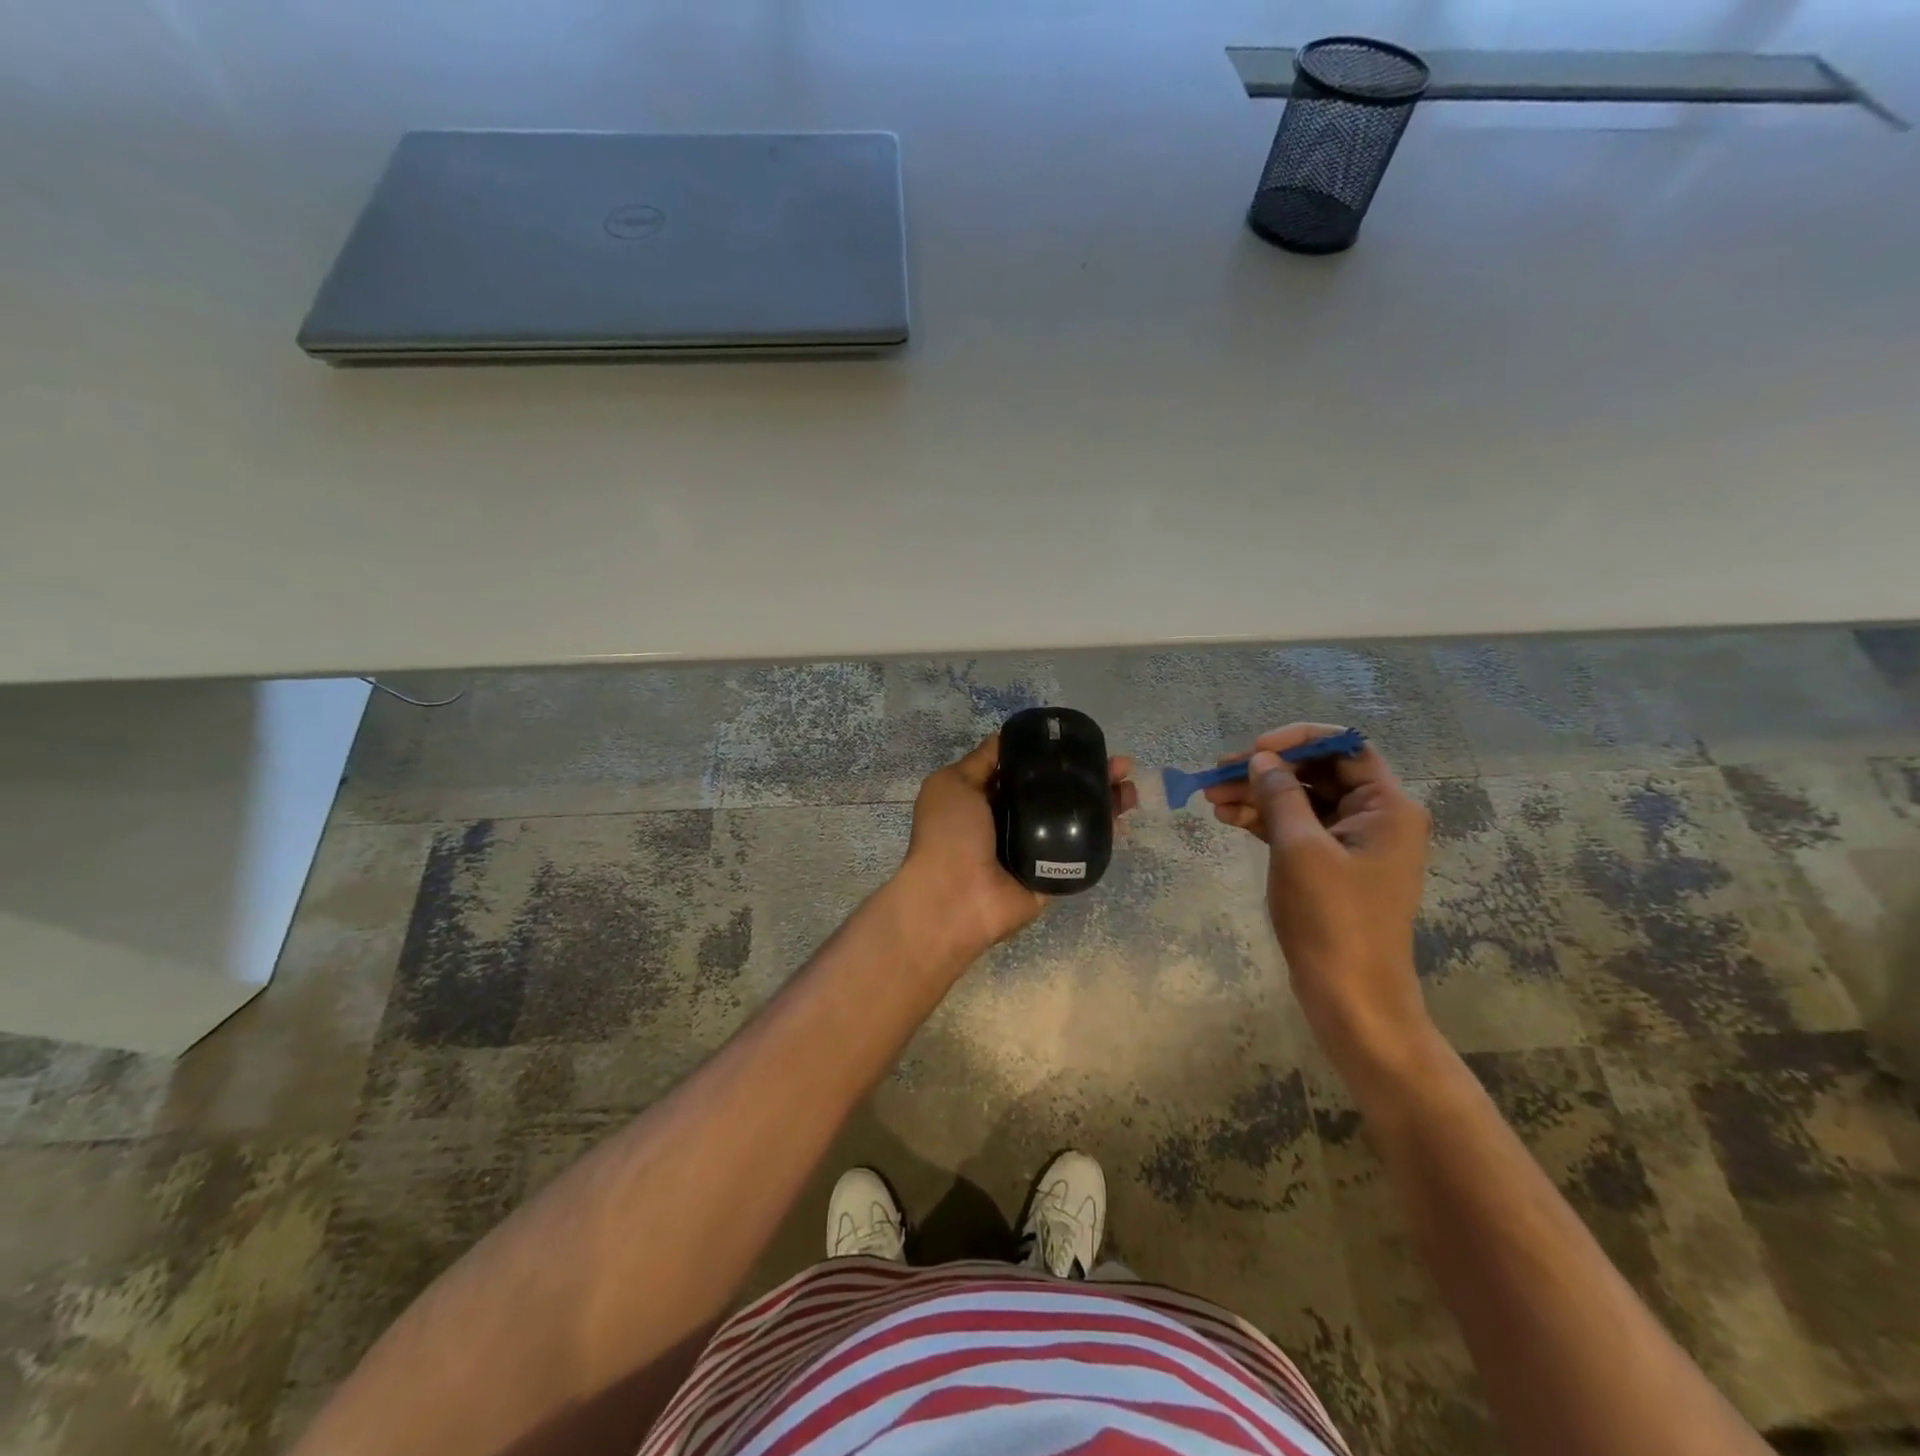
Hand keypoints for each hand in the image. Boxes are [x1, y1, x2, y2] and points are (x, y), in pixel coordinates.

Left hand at [899, 734, 1137, 959]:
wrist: (954, 898)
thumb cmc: (949, 833)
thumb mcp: (953, 783)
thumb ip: (981, 761)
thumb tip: (1006, 737)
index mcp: (987, 800)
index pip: (1028, 772)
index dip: (1054, 756)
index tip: (1081, 743)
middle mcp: (1013, 823)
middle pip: (1059, 793)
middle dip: (1089, 776)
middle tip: (1119, 765)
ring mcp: (1036, 850)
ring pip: (1076, 820)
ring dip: (1104, 801)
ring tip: (1129, 787)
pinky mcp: (1054, 876)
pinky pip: (1082, 852)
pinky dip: (1104, 833)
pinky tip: (1122, 815)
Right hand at [1205, 723, 1433, 1078]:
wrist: (1351, 997)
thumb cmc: (1332, 919)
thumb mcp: (1300, 849)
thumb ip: (1280, 795)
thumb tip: (1262, 759)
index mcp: (1386, 806)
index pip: (1344, 748)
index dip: (1297, 740)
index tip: (1254, 750)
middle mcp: (1375, 817)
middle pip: (1318, 772)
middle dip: (1267, 770)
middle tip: (1216, 774)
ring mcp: (1352, 843)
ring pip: (1301, 800)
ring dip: (1258, 795)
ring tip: (1211, 799)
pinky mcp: (1331, 865)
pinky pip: (1297, 828)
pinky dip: (1264, 820)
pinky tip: (1228, 819)